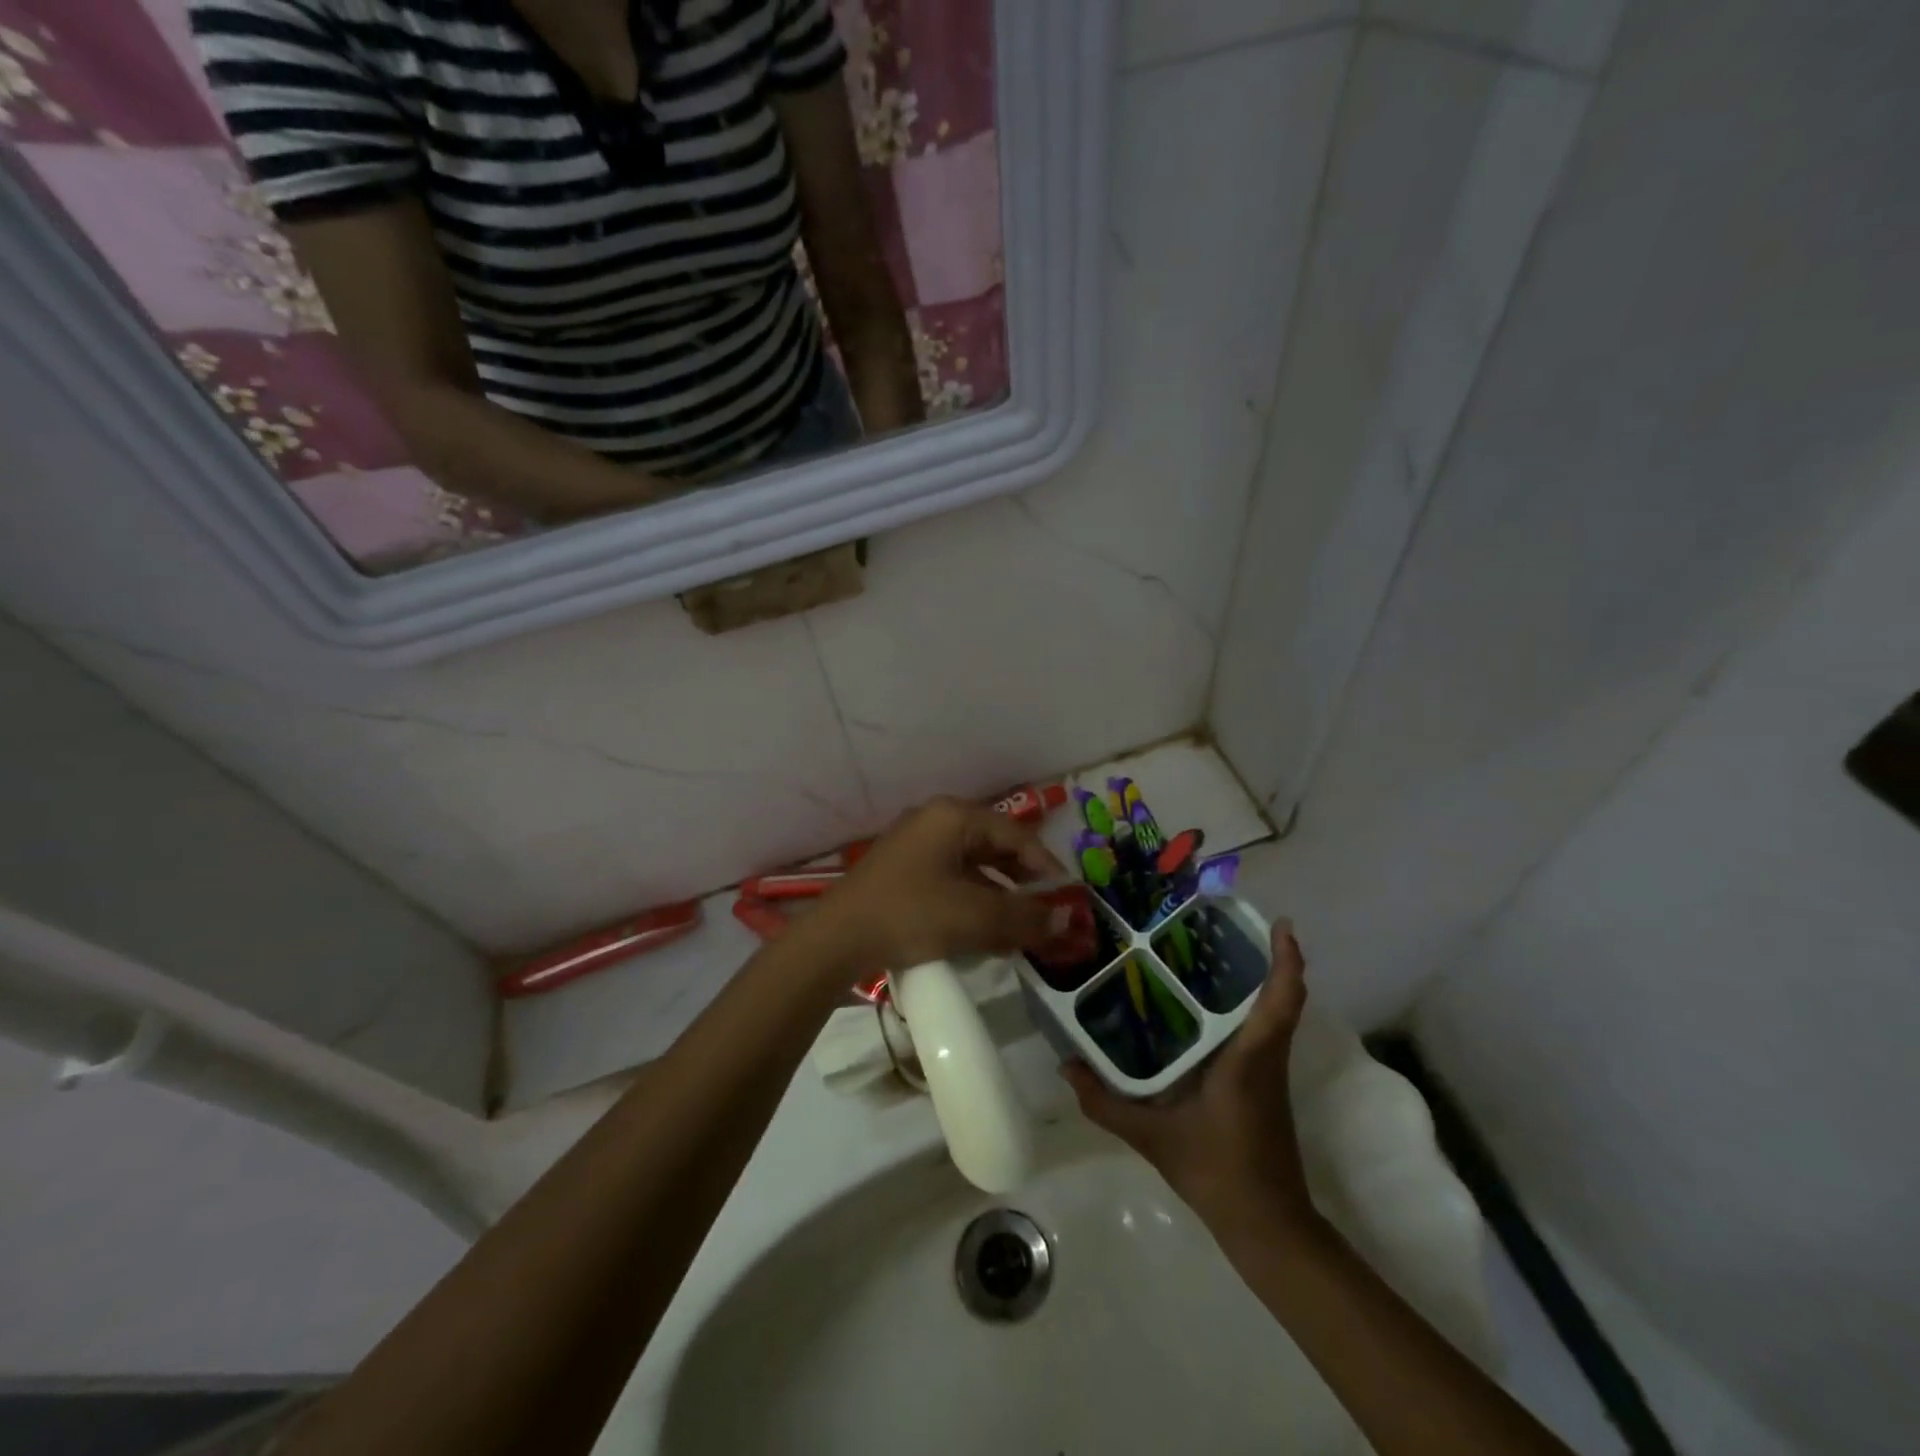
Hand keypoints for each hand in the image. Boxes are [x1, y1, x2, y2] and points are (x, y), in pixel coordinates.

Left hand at [807, 797, 1069, 979]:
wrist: (835, 940)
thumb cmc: (910, 915)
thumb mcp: (974, 917)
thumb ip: (1025, 917)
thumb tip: (1067, 920)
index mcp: (953, 817)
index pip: (1015, 834)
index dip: (1046, 866)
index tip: (1067, 897)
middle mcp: (934, 821)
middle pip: (993, 847)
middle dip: (1022, 882)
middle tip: (1046, 913)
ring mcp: (914, 845)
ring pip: (972, 866)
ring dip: (999, 895)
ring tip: (1019, 928)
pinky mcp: (901, 871)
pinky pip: (950, 879)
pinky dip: (973, 900)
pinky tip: (983, 930)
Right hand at [1063, 921, 1317, 1238]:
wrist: (1268, 1226)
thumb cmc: (1217, 1172)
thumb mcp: (1152, 1138)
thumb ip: (1105, 1103)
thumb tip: (1066, 1065)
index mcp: (1248, 1060)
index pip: (1281, 1001)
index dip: (1287, 960)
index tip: (1280, 924)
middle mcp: (1265, 1057)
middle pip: (1280, 997)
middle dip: (1264, 956)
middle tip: (1222, 922)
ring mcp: (1269, 1071)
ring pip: (1273, 1012)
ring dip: (1258, 979)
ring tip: (1210, 950)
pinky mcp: (1264, 1084)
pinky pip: (1262, 1030)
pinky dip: (1248, 1006)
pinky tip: (1205, 1004)